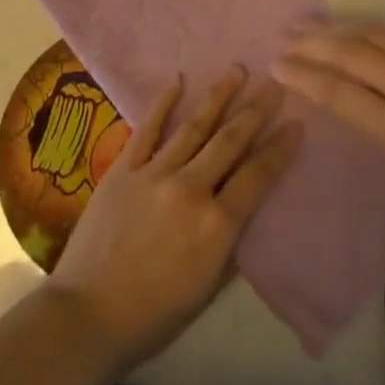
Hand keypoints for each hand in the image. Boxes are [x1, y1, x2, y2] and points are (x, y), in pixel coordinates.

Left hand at [47, 67, 299, 371]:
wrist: (88, 314)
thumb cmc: (154, 314)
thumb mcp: (208, 288)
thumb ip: (229, 242)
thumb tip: (243, 206)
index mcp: (216, 225)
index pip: (258, 177)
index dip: (280, 148)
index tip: (296, 123)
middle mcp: (190, 189)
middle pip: (230, 141)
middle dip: (256, 110)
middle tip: (275, 84)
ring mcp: (154, 174)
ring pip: (194, 126)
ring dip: (218, 96)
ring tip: (236, 70)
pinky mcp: (123, 169)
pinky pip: (148, 129)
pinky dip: (163, 103)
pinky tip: (177, 80)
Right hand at [273, 21, 384, 212]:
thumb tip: (355, 99)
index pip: (338, 94)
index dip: (303, 77)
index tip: (276, 66)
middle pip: (349, 55)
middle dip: (310, 45)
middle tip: (282, 38)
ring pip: (372, 34)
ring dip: (335, 29)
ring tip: (307, 24)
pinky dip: (374, 25)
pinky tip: (359, 25)